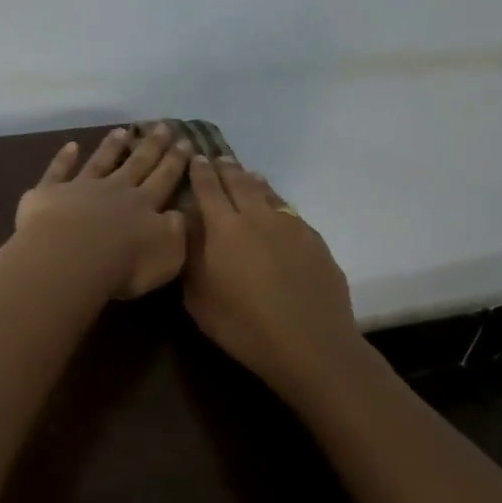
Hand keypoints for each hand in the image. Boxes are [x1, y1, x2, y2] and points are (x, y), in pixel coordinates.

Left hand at [15, 126, 192, 298]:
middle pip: (137, 164)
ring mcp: (81, 188)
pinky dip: (64, 158)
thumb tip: (180, 214)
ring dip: (112, 147)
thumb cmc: (123, 265)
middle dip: (152, 145)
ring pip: (100, 162)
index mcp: (144, 206)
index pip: (164, 179)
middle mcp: (115, 190)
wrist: (70, 257)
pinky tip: (70, 145)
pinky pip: (58, 171)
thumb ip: (176, 232)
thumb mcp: (167, 255)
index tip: (186, 141)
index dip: (176, 161)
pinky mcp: (50, 193)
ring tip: (121, 130)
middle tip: (163, 125)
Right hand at [183, 156, 361, 396]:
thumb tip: (187, 230)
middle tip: (219, 158)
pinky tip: (276, 212)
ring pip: (267, 192)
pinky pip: (289, 211)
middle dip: (226, 168)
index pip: (208, 188)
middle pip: (239, 182)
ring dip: (253, 181)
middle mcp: (256, 216)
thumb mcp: (199, 299)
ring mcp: (290, 225)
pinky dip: (276, 204)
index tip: (195, 158)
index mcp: (224, 227)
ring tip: (247, 176)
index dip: (200, 171)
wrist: (311, 344)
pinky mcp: (314, 239)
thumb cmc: (244, 326)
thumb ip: (190, 258)